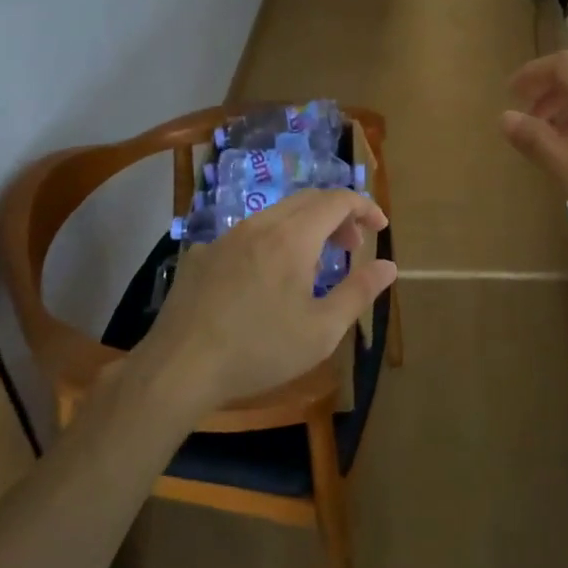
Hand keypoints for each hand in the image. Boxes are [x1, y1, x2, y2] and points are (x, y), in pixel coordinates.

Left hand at [140, 189, 396, 415]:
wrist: (178, 368)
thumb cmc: (259, 350)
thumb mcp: (321, 331)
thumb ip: (359, 292)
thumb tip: (389, 266)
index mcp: (293, 237)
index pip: (337, 200)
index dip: (365, 207)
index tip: (380, 228)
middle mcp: (260, 225)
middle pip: (308, 200)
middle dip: (338, 216)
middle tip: (352, 248)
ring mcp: (226, 237)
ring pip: (276, 214)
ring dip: (305, 227)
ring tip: (314, 265)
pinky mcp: (202, 254)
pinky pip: (247, 234)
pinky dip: (272, 241)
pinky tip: (266, 279)